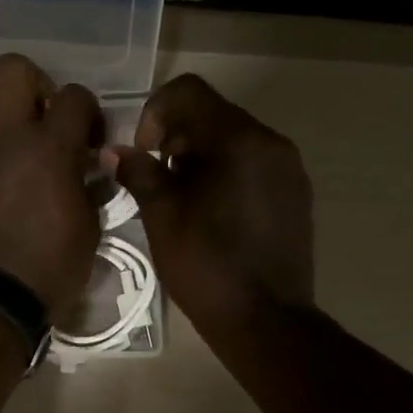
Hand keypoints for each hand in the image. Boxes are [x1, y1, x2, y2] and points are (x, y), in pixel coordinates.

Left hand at [0, 54, 102, 315]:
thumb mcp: (89, 229)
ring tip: (6, 129)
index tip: (89, 141)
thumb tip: (90, 168)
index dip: (88, 113)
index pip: (75, 96)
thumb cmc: (47, 269)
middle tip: (42, 119)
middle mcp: (7, 134)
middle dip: (36, 85)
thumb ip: (90, 186)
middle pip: (15, 68)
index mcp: (51, 148)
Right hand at [109, 74, 314, 339]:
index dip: (155, 112)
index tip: (144, 152)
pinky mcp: (295, 194)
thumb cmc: (206, 266)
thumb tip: (117, 151)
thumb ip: (140, 173)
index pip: (189, 92)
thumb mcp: (162, 217)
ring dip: (201, 155)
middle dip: (177, 136)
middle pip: (214, 113)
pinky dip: (226, 173)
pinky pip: (254, 165)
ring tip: (182, 199)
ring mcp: (289, 168)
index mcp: (238, 140)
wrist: (266, 320)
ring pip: (235, 140)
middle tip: (157, 178)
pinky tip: (212, 213)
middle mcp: (271, 142)